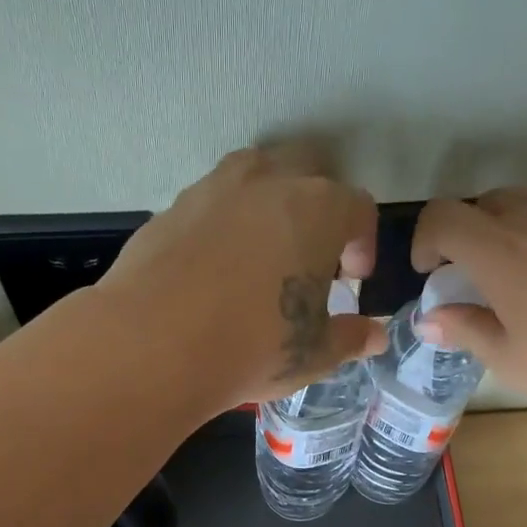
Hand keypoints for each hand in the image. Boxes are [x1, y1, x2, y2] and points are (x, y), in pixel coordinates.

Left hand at [101, 147, 385, 408]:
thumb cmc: (253, 347)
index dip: (363, 243)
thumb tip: (373, 336)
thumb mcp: (313, 353)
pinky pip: (210, 204)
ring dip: (269, 205)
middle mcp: (267, 183)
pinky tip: (214, 271)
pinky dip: (223, 226)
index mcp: (317, 209)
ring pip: (254, 176)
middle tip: (310, 259)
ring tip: (262, 254)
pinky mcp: (170, 208)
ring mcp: (213, 189)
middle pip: (308, 174)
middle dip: (318, 210)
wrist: (154, 345)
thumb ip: (350, 338)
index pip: (358, 208)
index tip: (353, 280)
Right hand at [410, 190, 526, 423]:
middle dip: (471, 238)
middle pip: (488, 205)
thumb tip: (431, 317)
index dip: (426, 241)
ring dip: (518, 237)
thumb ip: (467, 330)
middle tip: (483, 285)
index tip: (432, 274)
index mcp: (504, 250)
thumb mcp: (516, 363)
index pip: (443, 217)